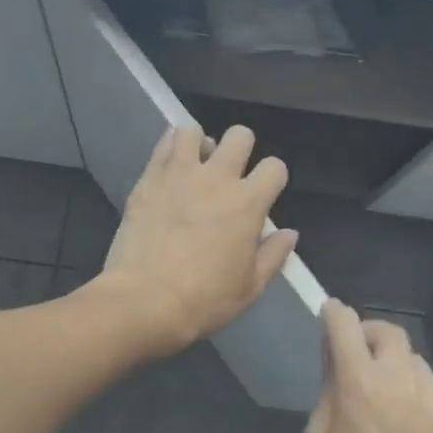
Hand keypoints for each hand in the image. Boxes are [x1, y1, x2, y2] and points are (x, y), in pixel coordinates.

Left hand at [93, 125, 297, 356]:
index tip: (263, 194)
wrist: (143, 300)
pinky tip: (169, 166)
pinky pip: (162, 145)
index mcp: (248, 203)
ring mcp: (179, 174)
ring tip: (195, 166)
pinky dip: (170, 148)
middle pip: (240, 136)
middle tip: (230, 174)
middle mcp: (217, 178)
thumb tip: (289, 233)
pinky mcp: (149, 179)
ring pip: (194, 132)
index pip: (275, 167)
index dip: (273, 178)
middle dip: (241, 149)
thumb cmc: (203, 300)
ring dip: (200, 144)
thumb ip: (273, 256)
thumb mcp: (249, 288)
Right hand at [305, 301, 432, 432]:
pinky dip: (421, 402)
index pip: (346, 325)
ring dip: (398, 369)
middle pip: (390, 332)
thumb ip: (328, 391)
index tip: (331, 315)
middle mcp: (402, 382)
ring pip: (417, 363)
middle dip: (370, 334)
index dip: (335, 314)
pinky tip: (414, 432)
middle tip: (361, 355)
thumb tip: (336, 361)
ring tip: (390, 399)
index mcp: (360, 384)